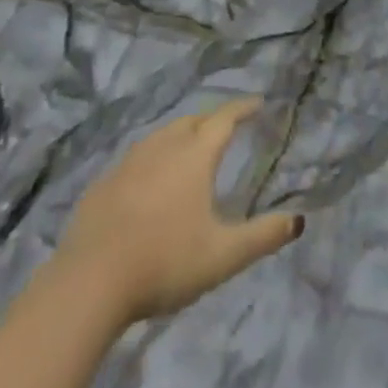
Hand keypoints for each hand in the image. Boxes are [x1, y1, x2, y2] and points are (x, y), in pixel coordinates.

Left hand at [42, 98, 302, 326]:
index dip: (242, 109)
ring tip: (189, 147)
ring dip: (180, 135)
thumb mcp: (222, 255)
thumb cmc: (164, 263)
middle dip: (211, 120)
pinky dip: (151, 158)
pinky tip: (148, 179)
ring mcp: (128, 163)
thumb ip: (262, 236)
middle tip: (225, 128)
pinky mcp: (102, 184)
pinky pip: (135, 159)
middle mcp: (162, 148)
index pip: (224, 120)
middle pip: (192, 121)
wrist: (89, 283)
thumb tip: (298, 220)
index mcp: (195, 157)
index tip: (257, 103)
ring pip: (161, 136)